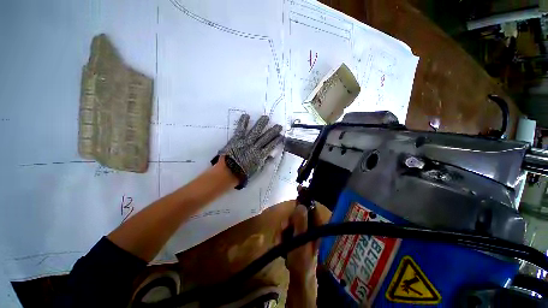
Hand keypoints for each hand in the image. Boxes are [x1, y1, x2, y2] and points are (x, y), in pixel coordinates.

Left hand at [212, 114, 282, 188]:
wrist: (228, 173)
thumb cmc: (242, 173)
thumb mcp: (256, 170)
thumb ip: (264, 162)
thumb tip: (271, 156)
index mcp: (260, 156)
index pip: (270, 146)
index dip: (276, 141)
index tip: (281, 136)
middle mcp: (255, 147)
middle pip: (266, 138)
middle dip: (273, 131)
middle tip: (278, 126)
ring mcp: (246, 142)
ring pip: (256, 131)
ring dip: (261, 124)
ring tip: (266, 117)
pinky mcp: (237, 139)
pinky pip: (241, 129)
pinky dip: (243, 122)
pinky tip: (246, 115)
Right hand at [285, 204, 319, 307]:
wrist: (298, 277)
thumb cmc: (302, 261)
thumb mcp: (301, 242)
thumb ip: (301, 224)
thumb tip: (301, 205)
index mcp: (316, 226)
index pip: (312, 206)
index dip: (306, 197)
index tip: (299, 189)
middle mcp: (310, 225)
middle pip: (297, 212)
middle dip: (288, 220)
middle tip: (283, 229)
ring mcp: (302, 229)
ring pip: (290, 220)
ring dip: (283, 229)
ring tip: (280, 241)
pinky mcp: (295, 234)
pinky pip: (286, 227)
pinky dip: (281, 233)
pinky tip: (280, 242)